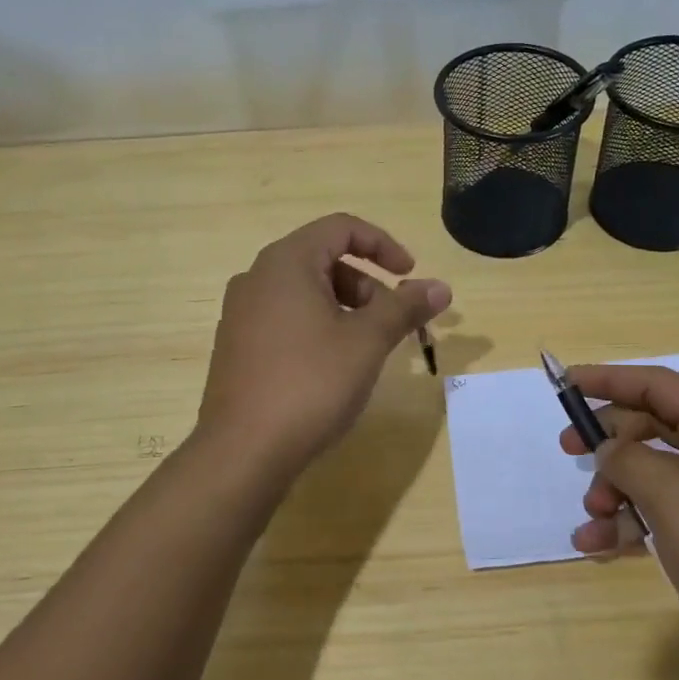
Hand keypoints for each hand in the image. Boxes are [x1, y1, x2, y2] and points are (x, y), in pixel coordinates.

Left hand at [198, 214, 450, 475]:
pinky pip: (285, 318)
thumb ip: (405, 307)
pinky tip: (331, 368)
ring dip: (344, 308)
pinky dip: (317, 327)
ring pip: (304, 292)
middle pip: (323, 260)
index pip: (341, 228)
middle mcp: (256, 277)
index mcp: (286, 262)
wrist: (243, 451)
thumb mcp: (367, 341)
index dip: (383, 245)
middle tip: (391, 322)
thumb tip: (441, 286)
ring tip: (365, 349)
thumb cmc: (310, 383)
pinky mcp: (237, 346)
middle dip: (366, 284)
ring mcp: (241, 313)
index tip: (410, 276)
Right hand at [558, 364, 678, 679]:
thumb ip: (630, 461)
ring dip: (616, 491)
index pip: (657, 385)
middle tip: (568, 452)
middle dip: (608, 441)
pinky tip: (599, 547)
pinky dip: (633, 524)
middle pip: (653, 426)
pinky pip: (666, 514)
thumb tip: (607, 447)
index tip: (565, 383)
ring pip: (655, 474)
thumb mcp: (675, 499)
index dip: (608, 380)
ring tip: (592, 520)